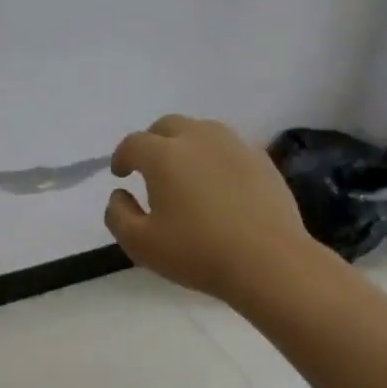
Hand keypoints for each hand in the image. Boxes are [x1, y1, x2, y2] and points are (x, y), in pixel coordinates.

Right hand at [104, 115, 312, 300]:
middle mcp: (198, 138)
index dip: (121, 157)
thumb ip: (118, 215)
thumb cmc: (197, 252)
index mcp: (164, 155)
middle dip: (152, 143)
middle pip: (167, 126)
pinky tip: (217, 183)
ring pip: (201, 131)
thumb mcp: (140, 244)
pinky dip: (214, 158)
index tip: (120, 174)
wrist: (268, 261)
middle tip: (148, 168)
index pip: (133, 143)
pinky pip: (228, 148)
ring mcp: (234, 145)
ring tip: (184, 172)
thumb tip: (119, 195)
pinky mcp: (261, 159)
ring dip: (184, 145)